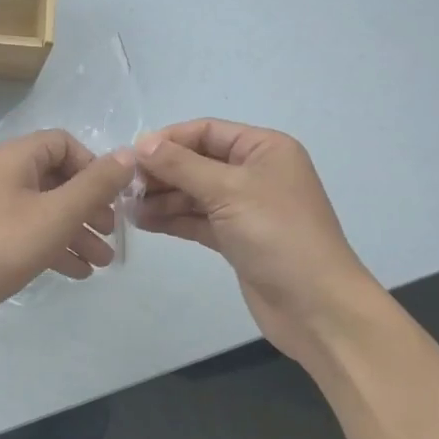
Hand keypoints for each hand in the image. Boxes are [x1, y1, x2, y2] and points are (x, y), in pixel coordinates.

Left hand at [0, 129, 136, 334]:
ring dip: (76, 232)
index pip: (65, 144)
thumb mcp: (55, 215)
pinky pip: (28, 232)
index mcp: (17, 158)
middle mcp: (3, 174)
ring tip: (103, 263)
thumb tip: (128, 155)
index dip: (93, 167)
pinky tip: (76, 272)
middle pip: (57, 179)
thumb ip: (95, 186)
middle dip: (89, 206)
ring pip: (44, 210)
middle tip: (112, 234)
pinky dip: (53, 246)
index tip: (112, 198)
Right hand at [134, 119, 378, 366]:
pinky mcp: (237, 238)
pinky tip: (143, 222)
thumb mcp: (228, 191)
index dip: (168, 140)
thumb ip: (181, 165)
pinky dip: (172, 219)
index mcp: (264, 148)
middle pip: (197, 161)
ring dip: (162, 197)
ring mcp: (246, 207)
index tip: (129, 156)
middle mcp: (255, 172)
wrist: (316, 307)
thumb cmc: (277, 235)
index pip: (206, 131)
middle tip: (122, 185)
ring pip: (194, 192)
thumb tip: (141, 144)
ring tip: (125, 207)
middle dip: (161, 171)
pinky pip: (198, 219)